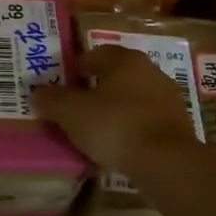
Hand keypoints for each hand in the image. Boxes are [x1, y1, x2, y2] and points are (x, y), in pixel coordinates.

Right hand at [30, 45, 198, 171]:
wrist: (166, 162)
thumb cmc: (114, 125)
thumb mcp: (72, 113)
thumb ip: (52, 100)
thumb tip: (37, 92)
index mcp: (126, 60)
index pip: (97, 54)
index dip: (78, 66)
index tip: (64, 83)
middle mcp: (151, 72)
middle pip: (116, 76)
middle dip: (96, 89)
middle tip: (76, 107)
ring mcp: (168, 100)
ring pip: (132, 100)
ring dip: (114, 110)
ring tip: (94, 130)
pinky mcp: (177, 127)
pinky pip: (145, 122)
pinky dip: (130, 129)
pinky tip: (117, 147)